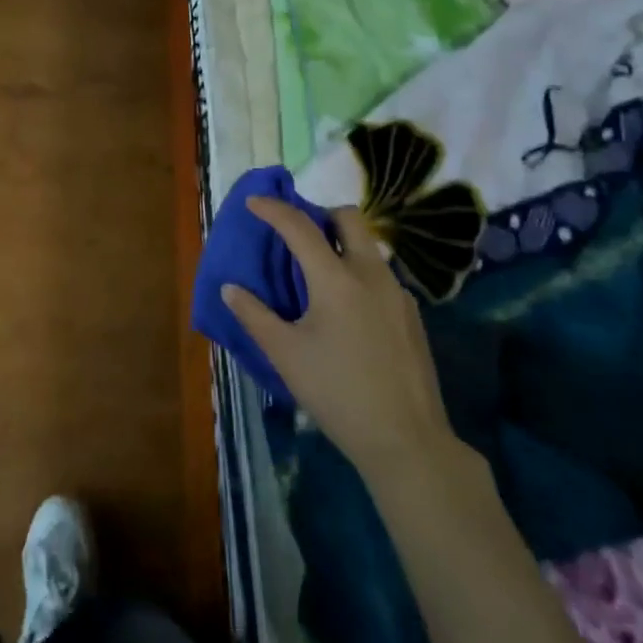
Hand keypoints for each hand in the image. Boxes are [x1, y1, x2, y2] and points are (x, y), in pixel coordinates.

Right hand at [222, 197, 458, 475]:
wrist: (406, 439)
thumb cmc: (337, 392)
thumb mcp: (285, 354)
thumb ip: (254, 315)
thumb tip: (230, 288)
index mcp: (336, 278)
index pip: (300, 227)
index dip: (273, 210)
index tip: (254, 202)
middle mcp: (371, 274)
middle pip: (349, 219)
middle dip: (320, 215)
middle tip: (297, 236)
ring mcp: (398, 294)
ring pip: (369, 247)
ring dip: (341, 244)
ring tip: (318, 275)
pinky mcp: (412, 316)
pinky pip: (381, 275)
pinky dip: (358, 273)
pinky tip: (346, 310)